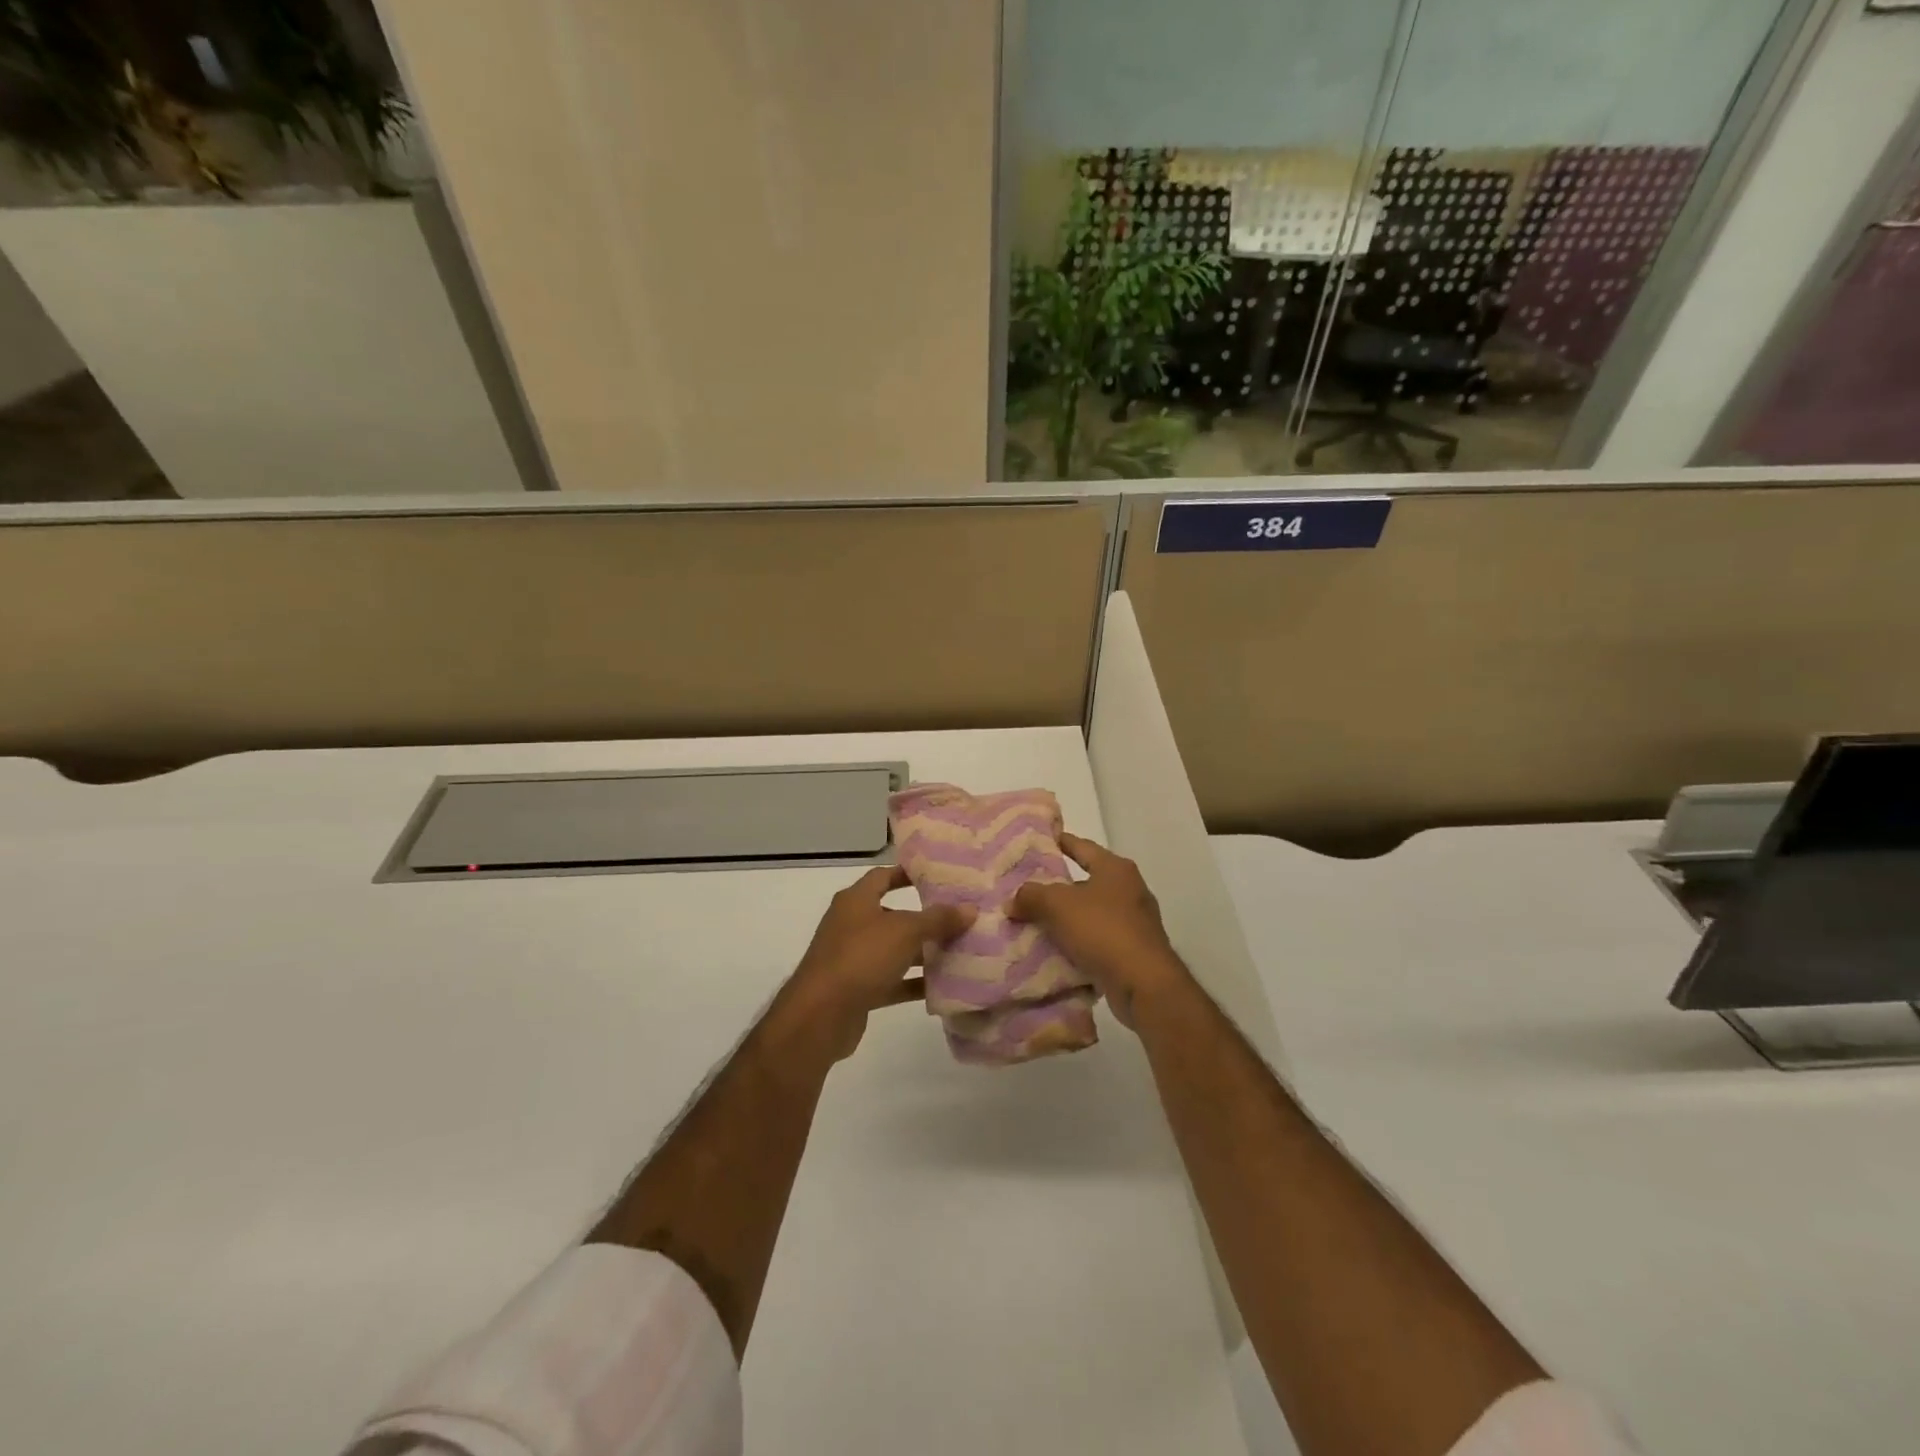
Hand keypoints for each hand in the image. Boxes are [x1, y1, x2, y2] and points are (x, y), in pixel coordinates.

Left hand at [783, 865, 974, 1061]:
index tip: (939, 876)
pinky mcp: (858, 989)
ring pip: (894, 950)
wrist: (820, 1015)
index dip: (909, 873)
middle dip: (924, 918)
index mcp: (856, 900)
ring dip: (922, 952)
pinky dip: (913, 982)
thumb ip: (938, 919)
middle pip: (893, 914)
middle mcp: (852, 925)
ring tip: (959, 951)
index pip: (883, 876)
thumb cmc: (861, 957)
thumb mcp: (905, 931)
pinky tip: (943, 987)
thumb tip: (970, 908)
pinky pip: (892, 980)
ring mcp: (853, 958)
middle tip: (959, 917)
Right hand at [1010, 832, 1189, 1027]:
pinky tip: (1059, 950)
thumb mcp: (1058, 906)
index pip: (1082, 846)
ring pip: (1093, 912)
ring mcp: (1136, 921)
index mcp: (1116, 868)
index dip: (1060, 842)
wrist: (1144, 983)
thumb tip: (1013, 900)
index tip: (1040, 841)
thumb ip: (1031, 896)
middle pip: (1088, 880)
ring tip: (1038, 921)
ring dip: (1070, 917)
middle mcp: (1130, 889)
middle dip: (1060, 885)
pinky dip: (1081, 942)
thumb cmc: (1103, 930)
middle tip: (1030, 887)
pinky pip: (1100, 938)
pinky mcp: (1135, 950)